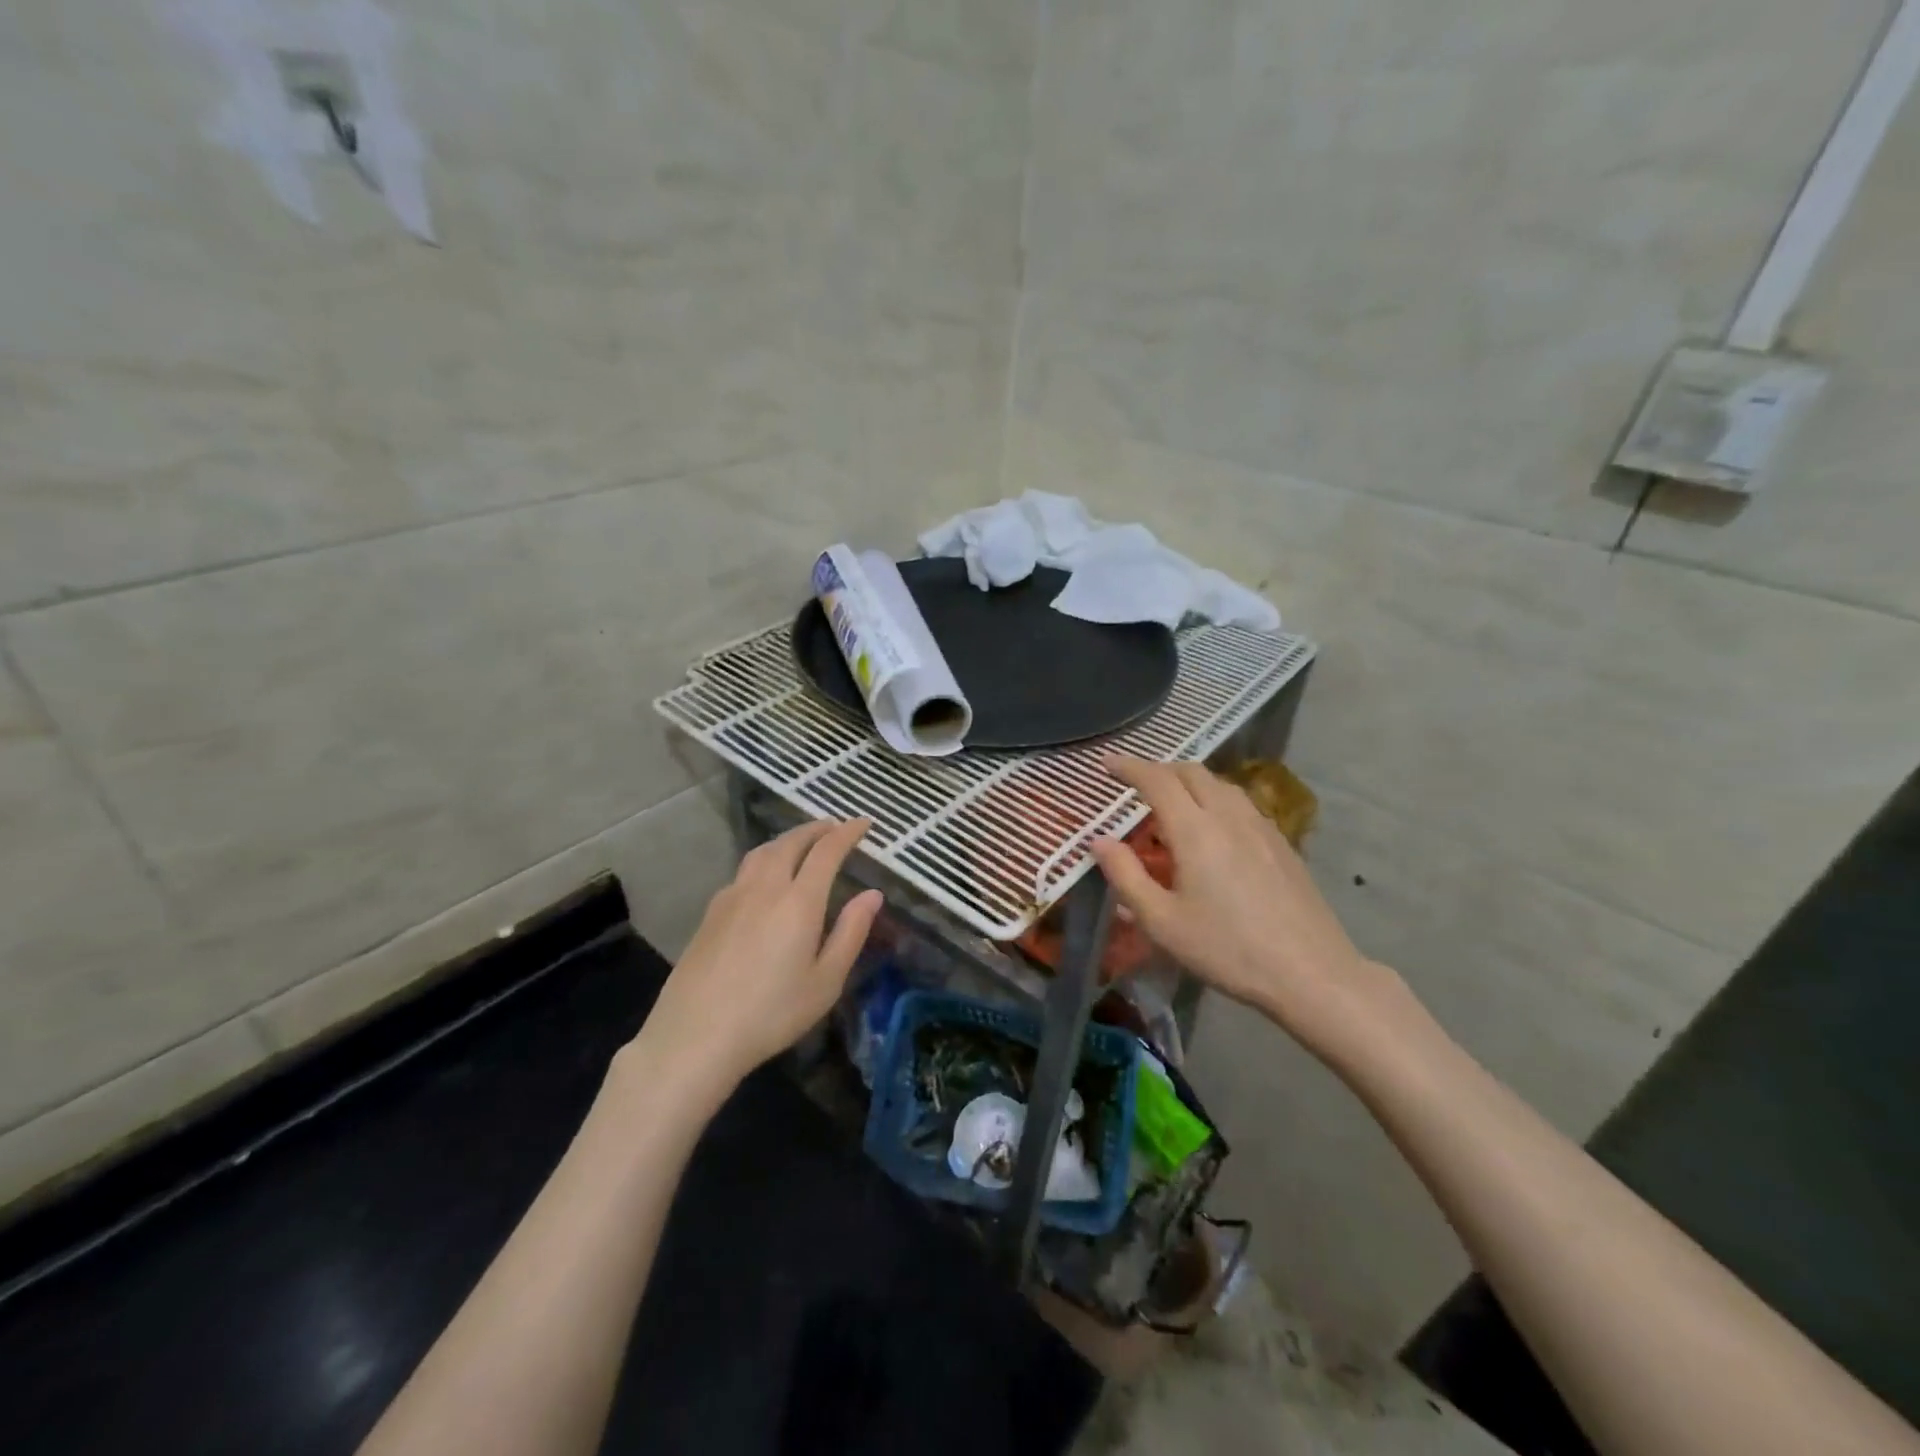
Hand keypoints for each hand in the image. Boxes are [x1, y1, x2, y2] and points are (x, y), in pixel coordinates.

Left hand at [639, 819, 883, 1090]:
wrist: (695, 1035)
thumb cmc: (771, 1013)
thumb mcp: (826, 981)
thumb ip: (851, 932)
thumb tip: (873, 894)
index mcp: (799, 901)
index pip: (827, 851)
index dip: (847, 832)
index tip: (864, 823)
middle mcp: (765, 887)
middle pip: (791, 842)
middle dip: (816, 829)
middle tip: (834, 827)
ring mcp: (732, 897)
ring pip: (763, 852)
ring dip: (787, 839)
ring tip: (802, 843)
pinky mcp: (711, 912)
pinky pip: (744, 870)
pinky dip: (764, 859)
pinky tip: (765, 878)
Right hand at [1089, 757, 1419, 1068]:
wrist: (1311, 973)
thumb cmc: (1227, 950)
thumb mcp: (1161, 922)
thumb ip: (1125, 876)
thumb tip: (1099, 841)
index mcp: (1195, 831)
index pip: (1157, 780)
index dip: (1128, 767)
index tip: (1107, 764)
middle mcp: (1228, 816)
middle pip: (1191, 772)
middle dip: (1159, 769)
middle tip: (1135, 784)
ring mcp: (1261, 827)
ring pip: (1219, 784)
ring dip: (1189, 781)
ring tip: (1172, 802)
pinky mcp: (1281, 843)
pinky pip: (1240, 802)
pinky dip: (1214, 798)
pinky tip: (1213, 828)